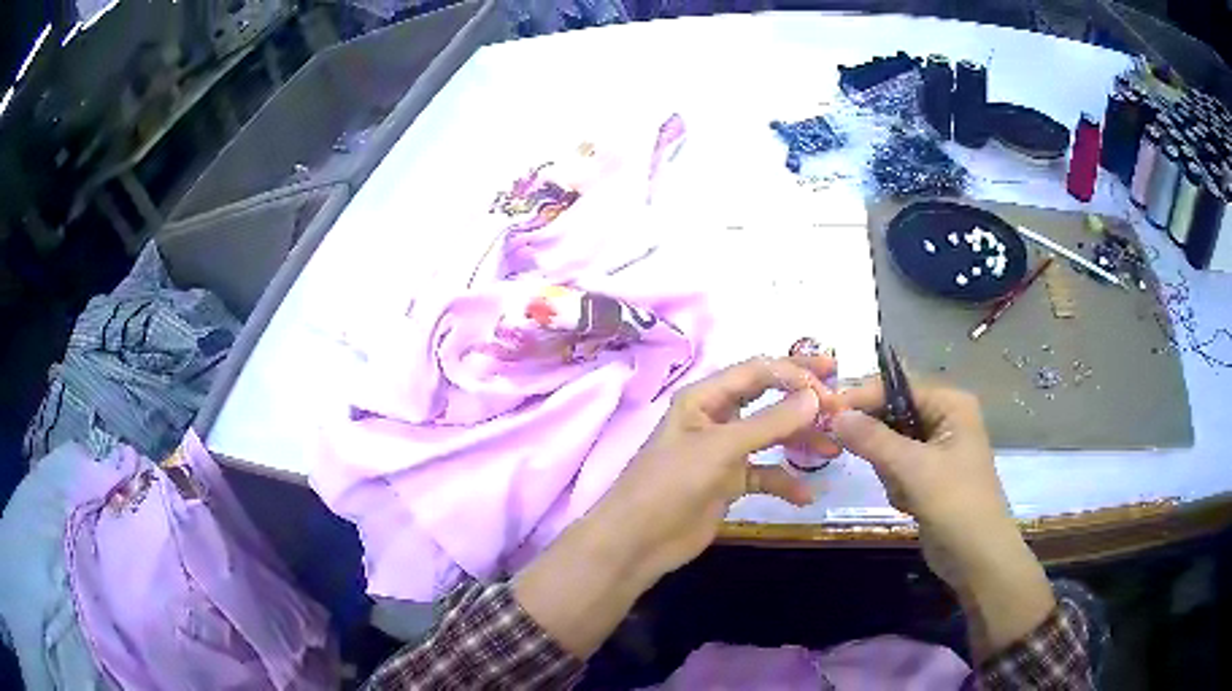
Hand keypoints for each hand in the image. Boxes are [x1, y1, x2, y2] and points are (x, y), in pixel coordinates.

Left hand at [598, 355, 842, 578]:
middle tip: (841, 401)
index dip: (793, 374)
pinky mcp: (729, 483)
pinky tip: (804, 495)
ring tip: (833, 449)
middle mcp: (716, 418)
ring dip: (800, 440)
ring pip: (770, 437)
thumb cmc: (671, 484)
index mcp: (704, 398)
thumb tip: (816, 397)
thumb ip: (769, 423)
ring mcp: (723, 452)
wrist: (638, 540)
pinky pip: (765, 474)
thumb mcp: (720, 449)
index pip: (757, 372)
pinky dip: (784, 482)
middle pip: (767, 399)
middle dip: (802, 400)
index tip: (829, 388)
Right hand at [831, 380, 1011, 583]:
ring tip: (905, 493)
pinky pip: (898, 468)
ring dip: (890, 470)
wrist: (977, 557)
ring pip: (891, 445)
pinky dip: (896, 485)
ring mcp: (937, 449)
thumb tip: (835, 415)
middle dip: (881, 444)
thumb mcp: (913, 468)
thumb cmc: (955, 503)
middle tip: (875, 464)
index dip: (864, 398)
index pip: (898, 387)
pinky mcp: (929, 476)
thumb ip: (873, 439)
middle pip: (893, 415)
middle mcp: (945, 419)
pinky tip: (909, 503)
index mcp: (950, 404)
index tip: (828, 414)